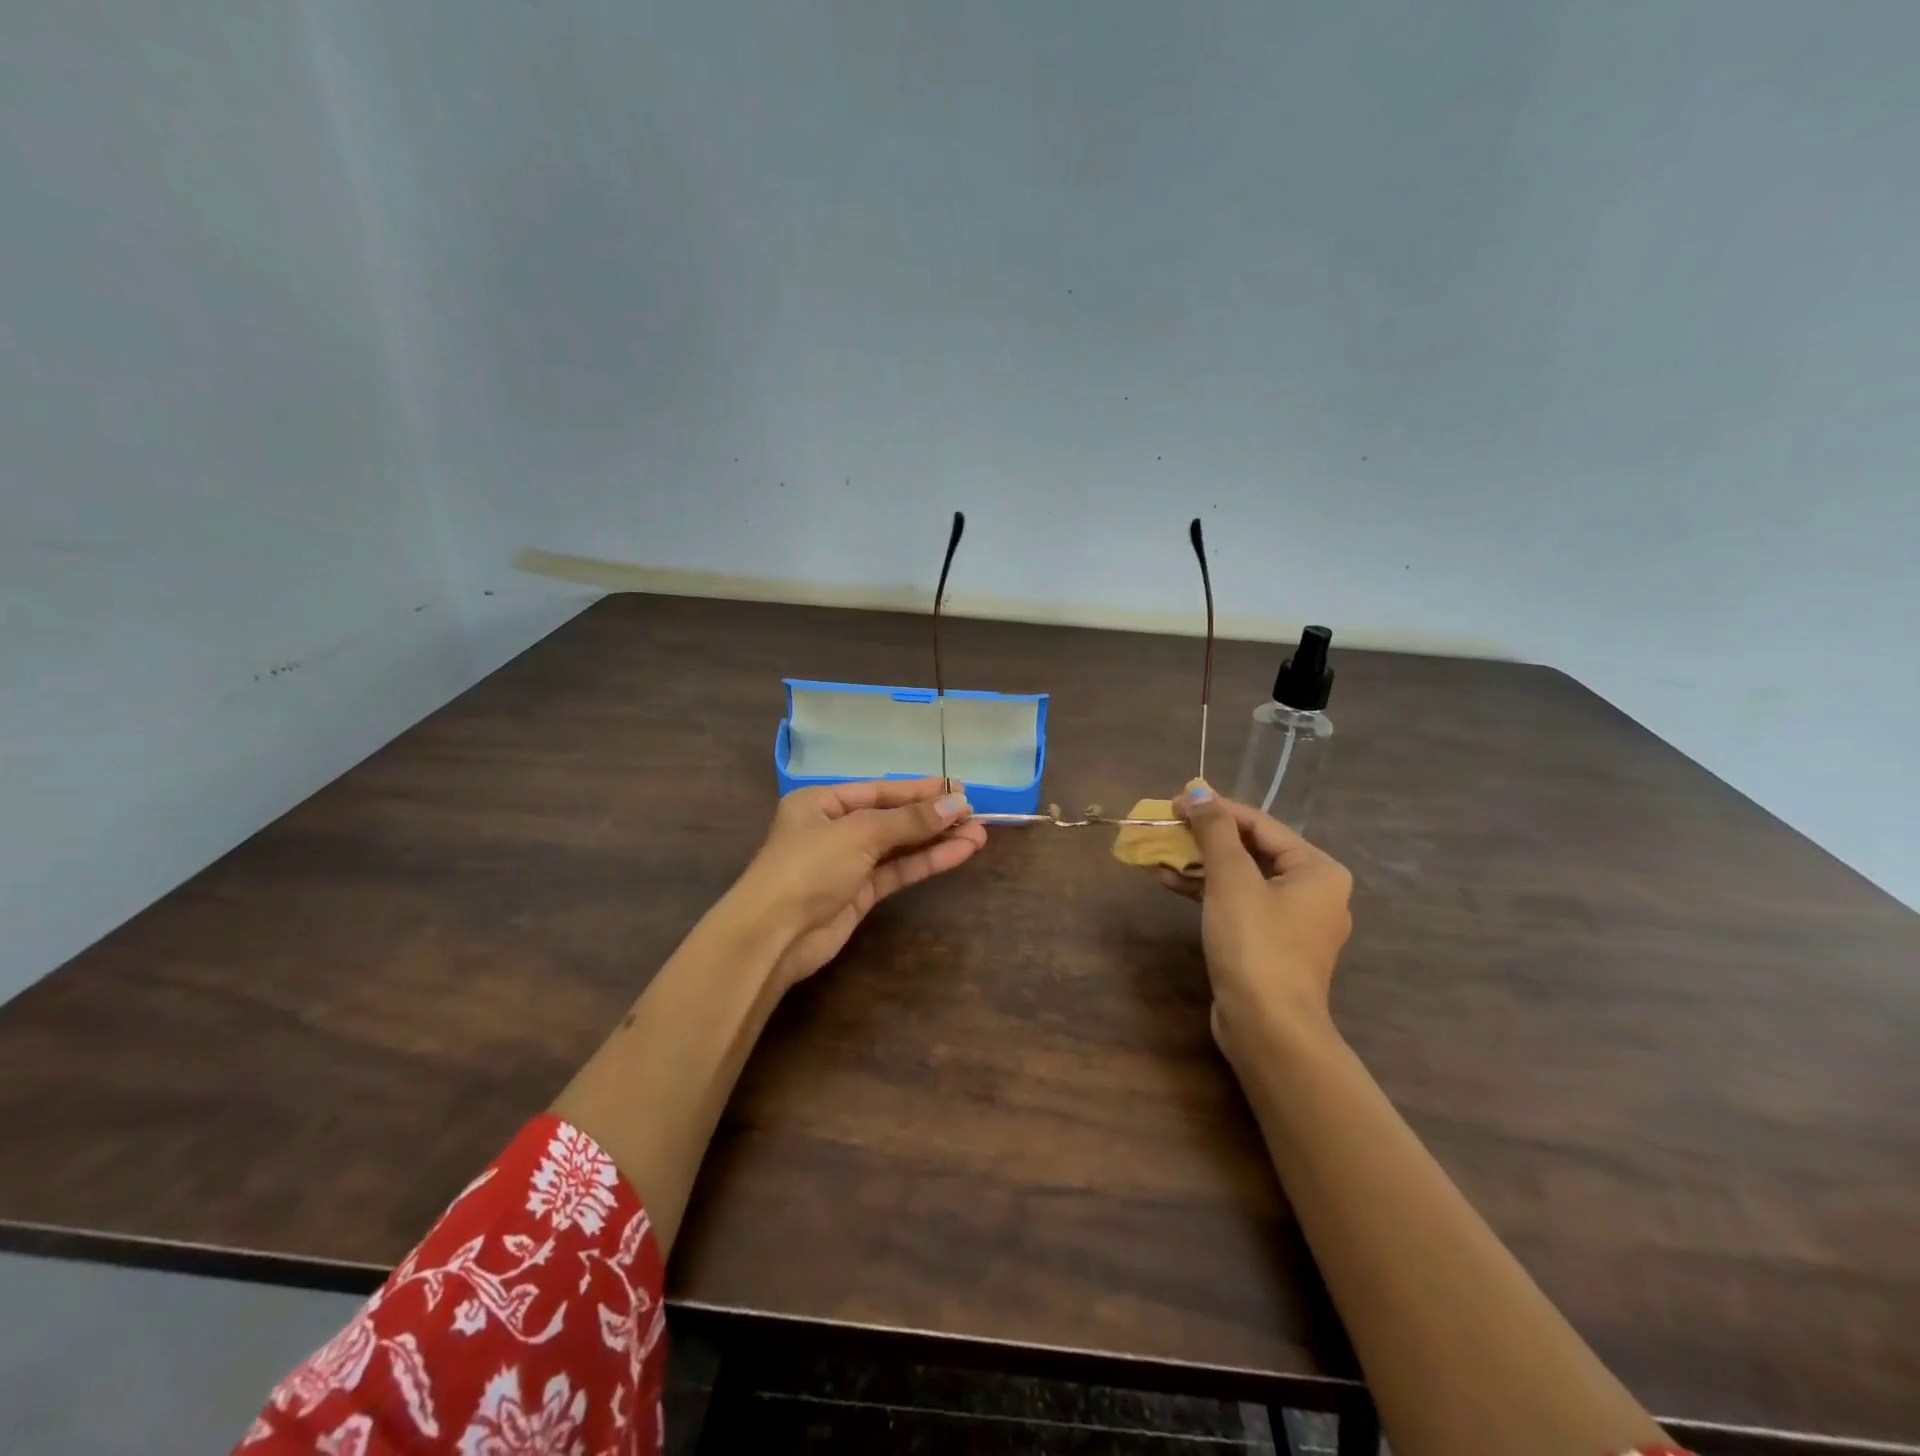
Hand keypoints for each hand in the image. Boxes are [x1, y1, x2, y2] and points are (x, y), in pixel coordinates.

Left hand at [734, 777, 986, 989]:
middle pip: (892, 817)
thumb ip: (910, 820)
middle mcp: (834, 828)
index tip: (958, 789)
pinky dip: (926, 862)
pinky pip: (898, 871)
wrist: (773, 935)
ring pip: (899, 846)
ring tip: (978, 834)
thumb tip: (957, 805)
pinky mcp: (859, 894)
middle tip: (975, 814)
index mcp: (822, 802)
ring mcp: (848, 863)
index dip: (919, 789)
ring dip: (936, 840)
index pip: (879, 790)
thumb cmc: (808, 867)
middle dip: (932, 816)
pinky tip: (958, 853)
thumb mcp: (859, 833)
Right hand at [1160, 786, 1352, 1061]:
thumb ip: (1215, 831)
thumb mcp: (1231, 880)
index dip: (1215, 809)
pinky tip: (1171, 883)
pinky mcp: (1271, 944)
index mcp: (1318, 869)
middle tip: (1167, 827)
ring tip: (1160, 855)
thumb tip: (1198, 792)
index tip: (1174, 803)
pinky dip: (1207, 892)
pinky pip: (1239, 903)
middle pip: (1251, 849)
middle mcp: (1314, 891)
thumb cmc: (1256, 944)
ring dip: (1200, 865)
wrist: (1268, 1029)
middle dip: (1205, 839)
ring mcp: (1293, 921)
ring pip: (1242, 878)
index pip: (1260, 824)